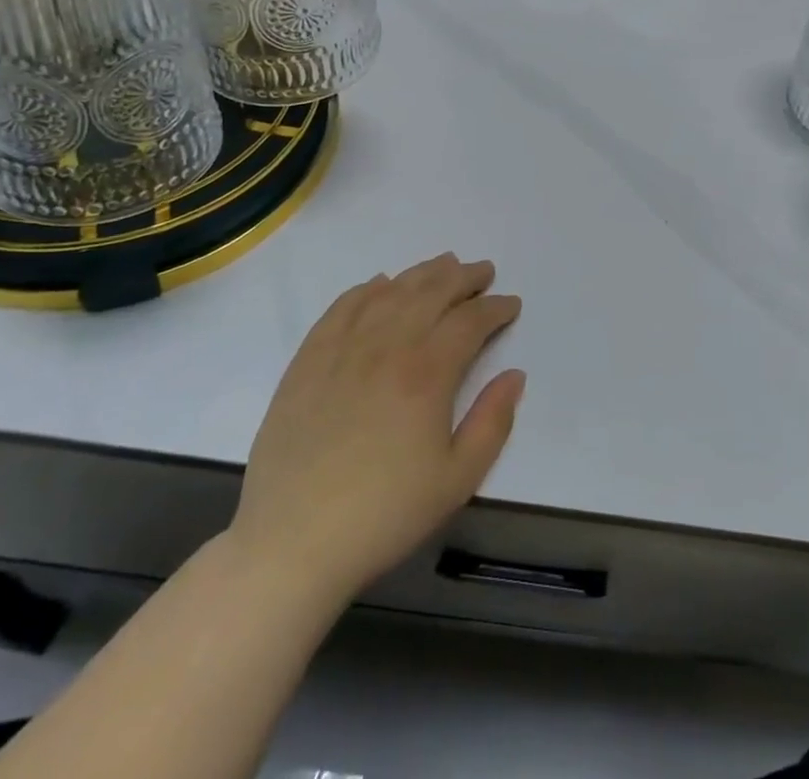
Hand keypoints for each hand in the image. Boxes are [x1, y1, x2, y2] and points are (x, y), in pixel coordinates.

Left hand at [228, 254, 524, 601]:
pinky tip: (379, 285)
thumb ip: (493, 422)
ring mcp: (343, 348)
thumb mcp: (456, 480)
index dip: (495, 308)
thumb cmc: (384, 514)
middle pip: (432, 292)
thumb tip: (515, 375)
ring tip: (443, 264)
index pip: (470, 321)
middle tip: (483, 271)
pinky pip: (342, 308)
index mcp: (427, 373)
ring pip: (390, 292)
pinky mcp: (308, 360)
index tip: (510, 304)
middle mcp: (387, 346)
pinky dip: (366, 289)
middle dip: (464, 278)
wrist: (293, 543)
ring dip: (421, 273)